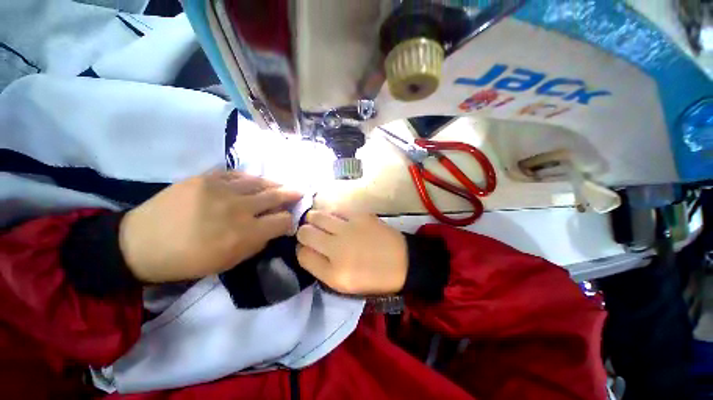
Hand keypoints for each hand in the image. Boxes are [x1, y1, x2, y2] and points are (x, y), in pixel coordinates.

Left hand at [119, 171, 301, 282]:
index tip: (288, 221)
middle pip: (276, 196)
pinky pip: (237, 174)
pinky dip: (250, 179)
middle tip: (299, 192)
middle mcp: (239, 209)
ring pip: (260, 182)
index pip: (283, 221)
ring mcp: (221, 189)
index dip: (289, 221)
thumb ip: (257, 244)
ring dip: (274, 184)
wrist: (140, 244)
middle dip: (291, 195)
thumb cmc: (187, 261)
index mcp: (245, 234)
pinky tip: (254, 182)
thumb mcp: (229, 262)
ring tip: (281, 185)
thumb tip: (274, 229)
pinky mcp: (205, 178)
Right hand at [296, 211, 407, 294]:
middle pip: (304, 232)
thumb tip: (306, 249)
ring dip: (314, 219)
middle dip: (303, 232)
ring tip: (321, 223)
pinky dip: (332, 214)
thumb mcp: (344, 285)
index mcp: (334, 273)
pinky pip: (335, 210)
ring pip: (316, 216)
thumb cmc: (374, 278)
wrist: (403, 262)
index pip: (301, 255)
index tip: (307, 248)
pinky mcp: (360, 215)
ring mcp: (349, 228)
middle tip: (312, 234)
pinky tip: (337, 219)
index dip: (301, 250)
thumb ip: (321, 269)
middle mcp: (337, 249)